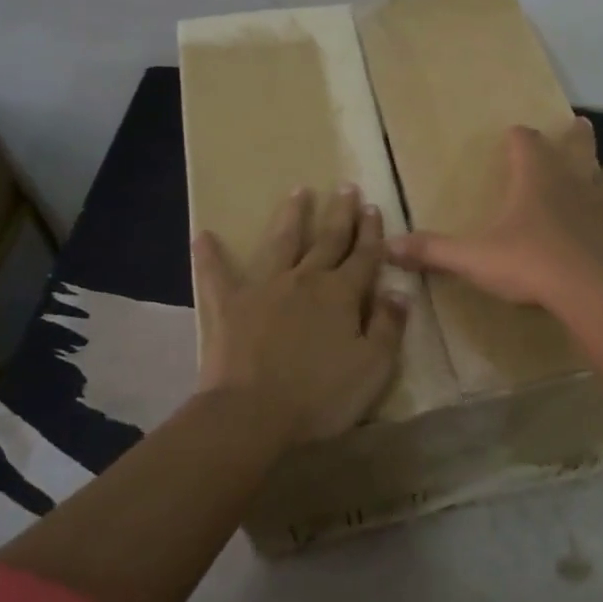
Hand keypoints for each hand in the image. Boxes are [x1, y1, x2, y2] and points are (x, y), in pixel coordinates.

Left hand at [193, 185, 407, 443]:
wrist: (253, 414)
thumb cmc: (320, 396)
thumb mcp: (373, 367)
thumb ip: (389, 327)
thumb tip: (399, 292)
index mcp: (342, 294)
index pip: (364, 256)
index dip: (372, 232)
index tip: (373, 207)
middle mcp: (306, 279)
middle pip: (328, 240)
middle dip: (340, 214)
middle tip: (347, 188)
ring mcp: (265, 287)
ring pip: (282, 242)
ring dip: (292, 216)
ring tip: (298, 191)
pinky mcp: (229, 304)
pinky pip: (216, 274)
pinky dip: (210, 255)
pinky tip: (203, 235)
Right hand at [389, 117, 602, 316]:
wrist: (594, 292)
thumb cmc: (531, 263)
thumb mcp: (474, 258)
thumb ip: (433, 250)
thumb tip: (389, 246)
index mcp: (537, 177)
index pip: (525, 140)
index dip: (518, 137)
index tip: (513, 136)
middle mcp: (575, 181)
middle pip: (580, 146)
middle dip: (577, 137)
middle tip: (580, 125)